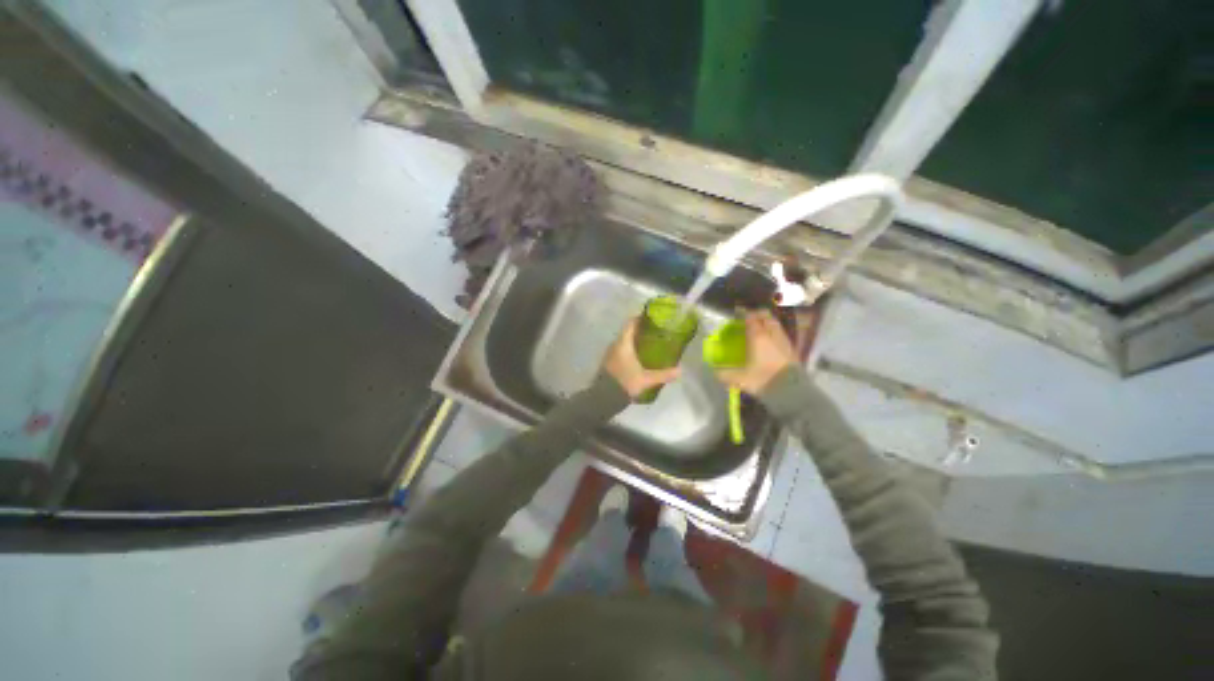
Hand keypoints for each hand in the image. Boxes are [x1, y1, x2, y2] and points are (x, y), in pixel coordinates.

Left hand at [602, 318, 680, 398]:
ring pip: (623, 342)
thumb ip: (663, 374)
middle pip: (627, 332)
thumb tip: (680, 370)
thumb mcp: (646, 379)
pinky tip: (637, 357)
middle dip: (639, 331)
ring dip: (633, 341)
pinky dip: (628, 350)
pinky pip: (619, 350)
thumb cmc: (625, 382)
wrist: (604, 397)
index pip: (630, 324)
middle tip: (653, 332)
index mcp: (623, 343)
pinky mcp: (608, 362)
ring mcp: (609, 353)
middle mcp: (615, 345)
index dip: (640, 318)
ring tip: (647, 344)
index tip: (650, 318)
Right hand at [715, 310, 797, 394]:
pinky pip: (781, 334)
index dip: (744, 314)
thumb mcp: (741, 379)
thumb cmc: (763, 379)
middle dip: (758, 315)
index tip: (738, 314)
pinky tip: (770, 341)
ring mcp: (784, 340)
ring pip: (775, 324)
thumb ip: (726, 375)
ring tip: (760, 328)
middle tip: (749, 319)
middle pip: (766, 317)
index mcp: (757, 337)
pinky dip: (774, 332)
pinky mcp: (792, 349)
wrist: (791, 390)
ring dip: (767, 322)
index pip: (751, 318)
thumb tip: (715, 373)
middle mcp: (771, 334)